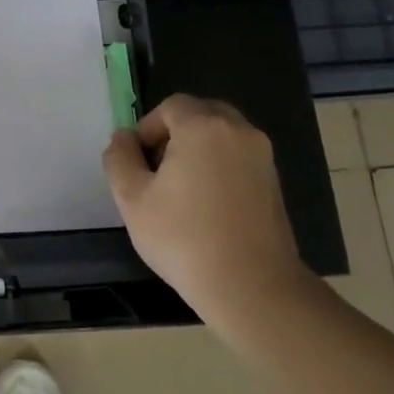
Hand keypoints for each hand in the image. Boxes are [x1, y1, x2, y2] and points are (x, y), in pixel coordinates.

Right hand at [102, 94, 310, 326]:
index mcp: (203, 127)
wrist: (251, 287)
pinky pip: (238, 157)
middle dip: (174, 133)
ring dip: (197, 149)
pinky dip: (219, 166)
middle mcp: (239, 131)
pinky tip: (205, 204)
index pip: (171, 106)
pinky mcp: (274, 183)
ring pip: (222, 135)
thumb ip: (120, 159)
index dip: (148, 128)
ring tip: (180, 189)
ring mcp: (262, 157)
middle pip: (200, 113)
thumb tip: (123, 138)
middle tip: (156, 169)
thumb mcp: (132, 198)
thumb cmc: (183, 238)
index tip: (137, 162)